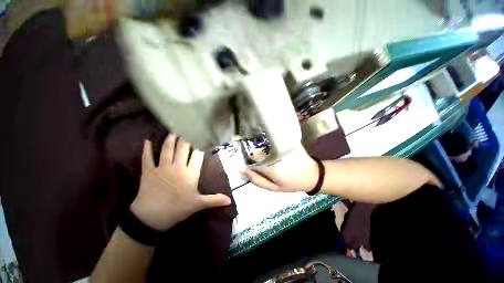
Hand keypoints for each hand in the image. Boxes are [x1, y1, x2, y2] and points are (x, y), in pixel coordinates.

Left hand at [130, 134, 230, 230]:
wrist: (151, 218)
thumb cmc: (178, 209)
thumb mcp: (198, 204)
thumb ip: (215, 200)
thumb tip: (230, 200)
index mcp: (190, 173)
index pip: (198, 155)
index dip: (200, 146)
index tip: (203, 138)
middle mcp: (177, 167)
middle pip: (183, 148)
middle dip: (186, 138)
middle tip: (188, 129)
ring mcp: (162, 168)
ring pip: (167, 149)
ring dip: (170, 139)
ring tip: (174, 130)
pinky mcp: (148, 171)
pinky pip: (147, 157)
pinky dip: (147, 148)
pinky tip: (147, 140)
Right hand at [242, 145, 318, 192]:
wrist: (312, 175)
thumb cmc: (292, 183)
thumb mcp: (274, 188)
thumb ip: (257, 180)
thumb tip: (244, 170)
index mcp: (271, 168)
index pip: (252, 159)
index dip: (249, 160)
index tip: (252, 163)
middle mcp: (275, 154)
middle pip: (258, 150)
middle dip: (257, 155)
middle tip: (263, 161)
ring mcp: (282, 146)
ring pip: (265, 144)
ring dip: (263, 149)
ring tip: (270, 156)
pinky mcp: (288, 141)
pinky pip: (274, 141)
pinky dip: (271, 144)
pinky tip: (275, 149)